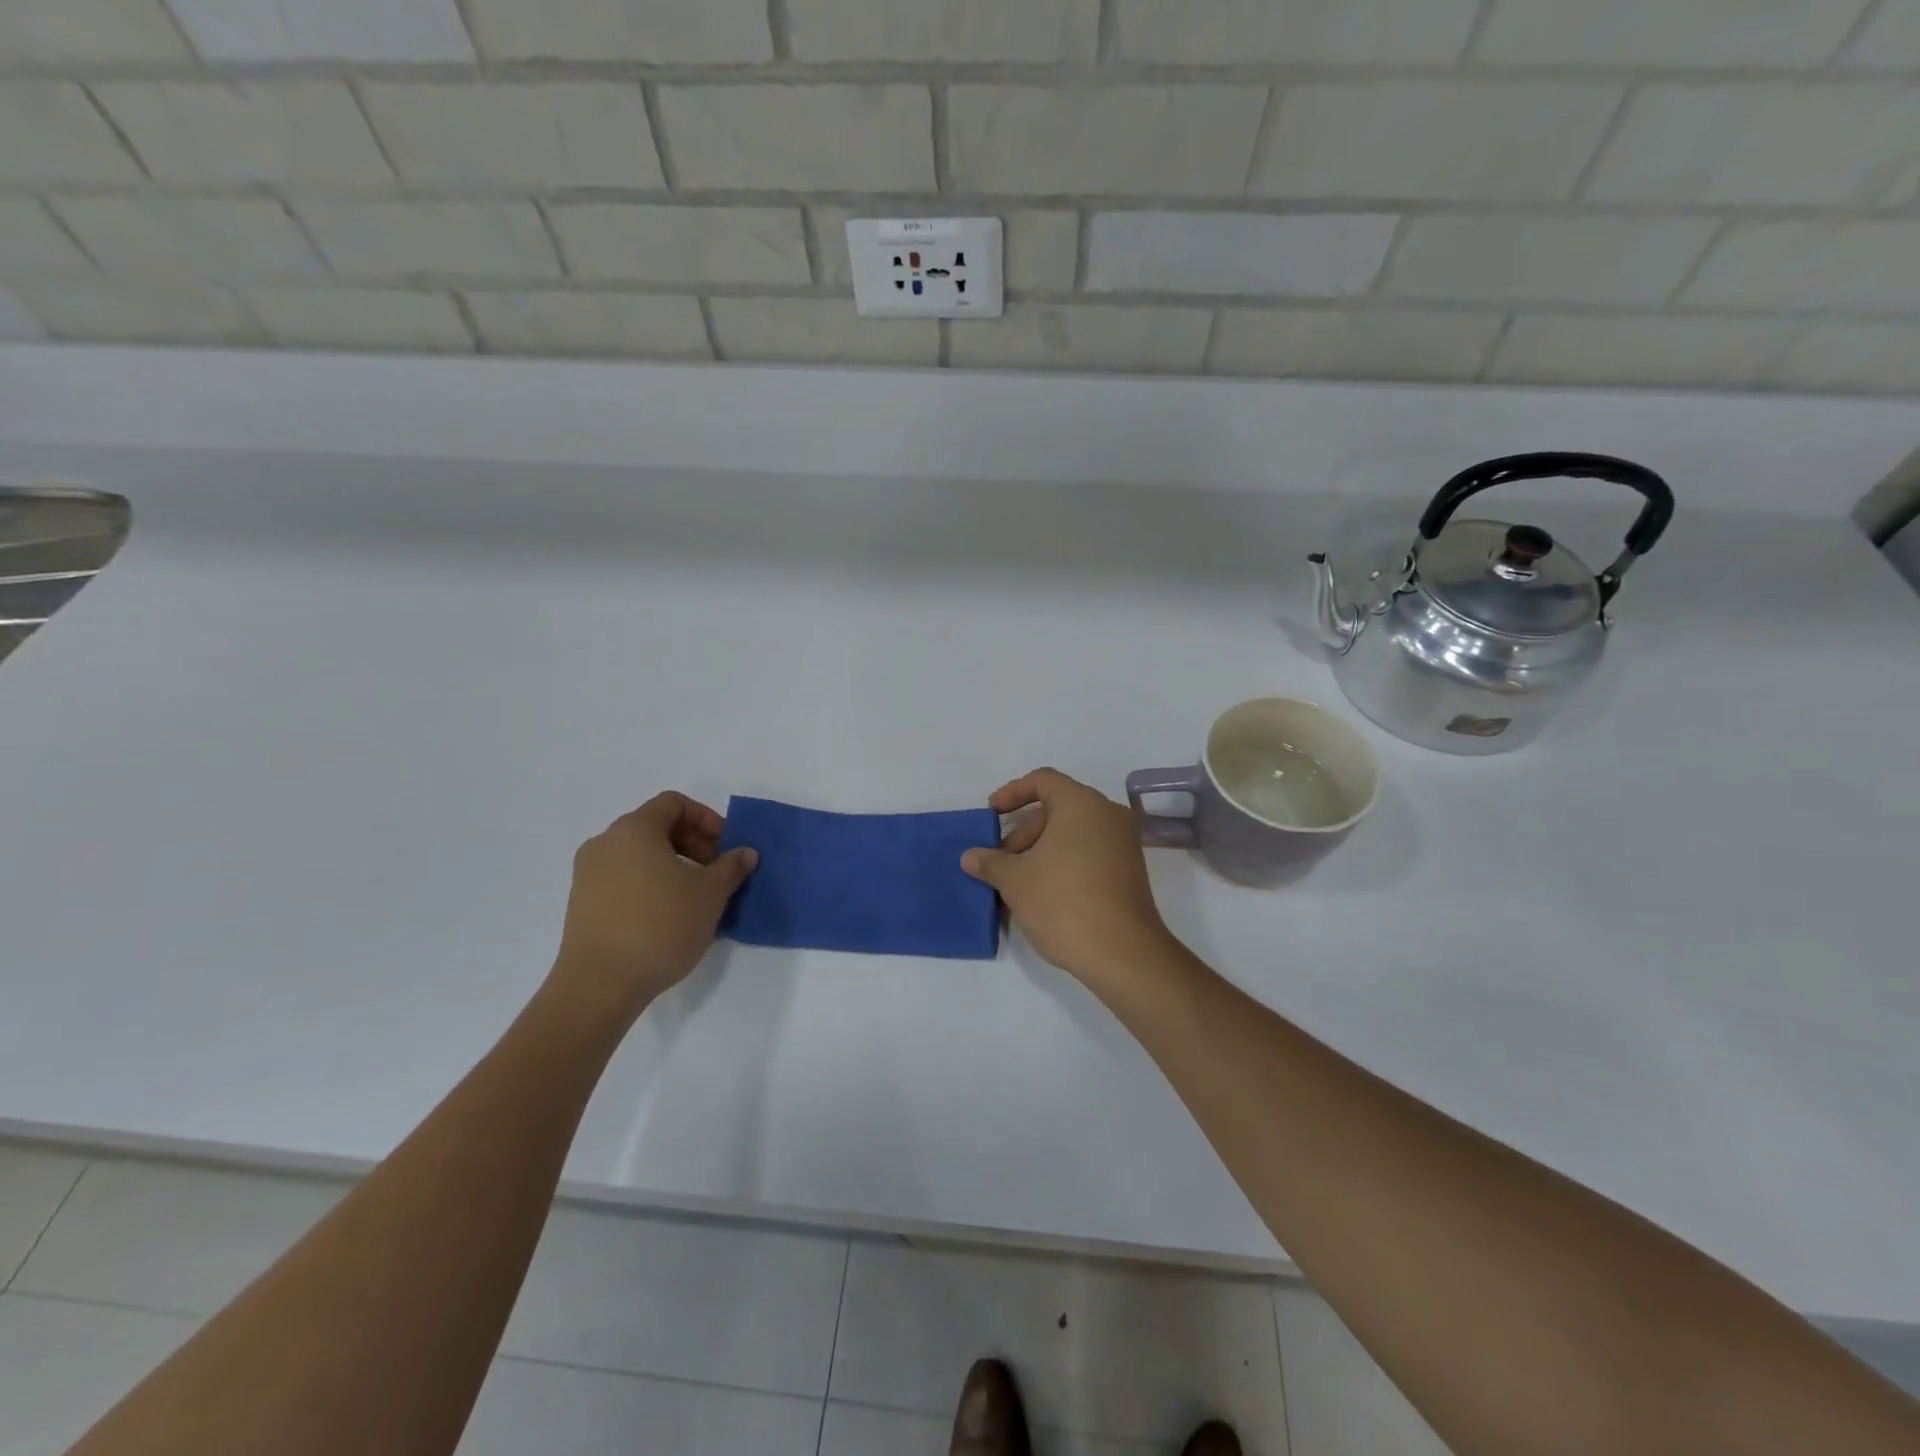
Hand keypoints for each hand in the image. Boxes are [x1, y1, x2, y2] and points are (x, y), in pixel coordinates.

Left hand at [549, 793, 756, 1024]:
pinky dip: (651, 884)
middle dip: (693, 843)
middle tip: (717, 873)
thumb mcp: (710, 894)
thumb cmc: (661, 925)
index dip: (707, 819)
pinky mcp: (582, 903)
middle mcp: (606, 843)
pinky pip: (624, 878)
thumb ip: (731, 867)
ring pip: (640, 855)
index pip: (674, 804)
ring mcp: (588, 874)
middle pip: (656, 827)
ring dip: (674, 866)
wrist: (600, 984)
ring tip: (697, 897)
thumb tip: (745, 853)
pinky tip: (669, 916)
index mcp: (634, 829)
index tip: (726, 847)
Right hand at [961, 768, 1173, 987]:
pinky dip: (1061, 864)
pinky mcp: (1128, 872)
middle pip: (1056, 810)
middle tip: (999, 864)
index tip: (990, 815)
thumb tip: (970, 857)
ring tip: (1015, 885)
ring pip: (1071, 835)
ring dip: (1039, 853)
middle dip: (1022, 833)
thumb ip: (990, 862)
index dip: (1012, 793)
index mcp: (1082, 804)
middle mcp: (1108, 815)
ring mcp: (1122, 844)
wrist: (1121, 953)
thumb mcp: (1015, 880)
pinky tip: (1041, 895)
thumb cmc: (1063, 902)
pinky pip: (1087, 854)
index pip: (1043, 781)